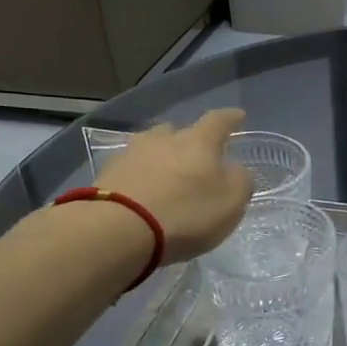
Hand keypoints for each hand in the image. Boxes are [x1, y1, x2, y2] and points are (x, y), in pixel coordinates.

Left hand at [94, 108, 253, 262]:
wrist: (118, 229)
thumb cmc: (186, 213)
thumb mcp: (231, 202)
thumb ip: (239, 181)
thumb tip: (233, 170)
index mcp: (199, 141)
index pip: (218, 121)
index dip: (230, 118)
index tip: (238, 115)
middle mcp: (164, 139)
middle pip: (179, 131)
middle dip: (189, 141)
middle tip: (197, 156)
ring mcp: (131, 154)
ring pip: (152, 147)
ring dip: (161, 156)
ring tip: (167, 174)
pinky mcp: (107, 174)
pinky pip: (132, 168)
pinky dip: (141, 176)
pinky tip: (144, 192)